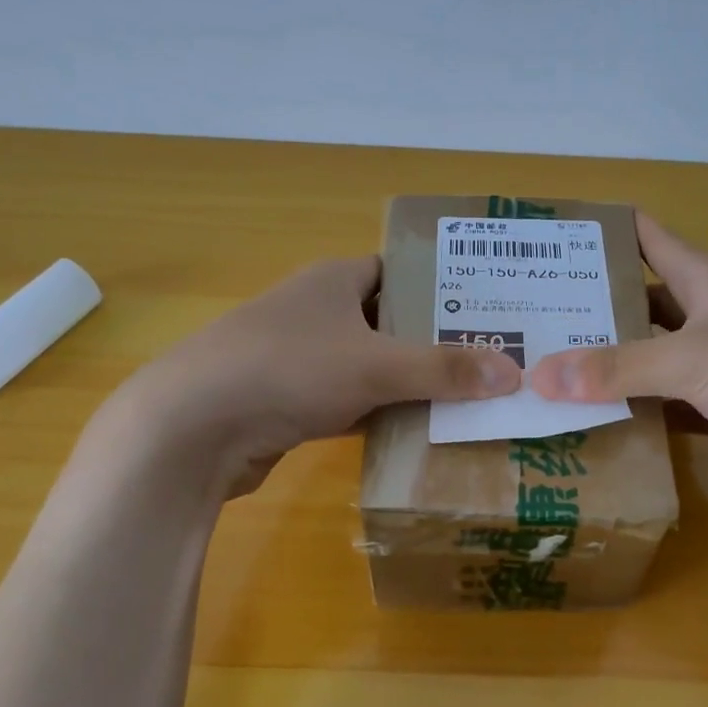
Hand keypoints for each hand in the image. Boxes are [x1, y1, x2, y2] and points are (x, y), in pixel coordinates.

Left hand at [86, 256, 520, 496]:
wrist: (193, 427)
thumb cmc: (288, 370)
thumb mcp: (376, 365)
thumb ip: (444, 370)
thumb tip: (514, 373)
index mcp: (334, 280)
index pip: (399, 272)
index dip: (441, 288)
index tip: (485, 313)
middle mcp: (315, 311)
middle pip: (389, 322)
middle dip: (433, 343)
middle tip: (488, 364)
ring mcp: (298, 359)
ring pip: (369, 367)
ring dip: (407, 385)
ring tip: (465, 402)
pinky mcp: (288, 402)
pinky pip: (348, 403)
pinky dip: (377, 415)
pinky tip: (414, 435)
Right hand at [530, 214, 707, 492]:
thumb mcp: (691, 358)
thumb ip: (616, 369)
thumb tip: (537, 377)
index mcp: (704, 277)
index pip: (643, 236)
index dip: (600, 232)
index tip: (548, 241)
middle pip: (639, 301)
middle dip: (590, 310)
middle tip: (529, 321)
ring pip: (650, 356)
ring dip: (610, 366)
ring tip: (549, 373)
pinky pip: (667, 401)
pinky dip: (636, 409)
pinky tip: (595, 419)